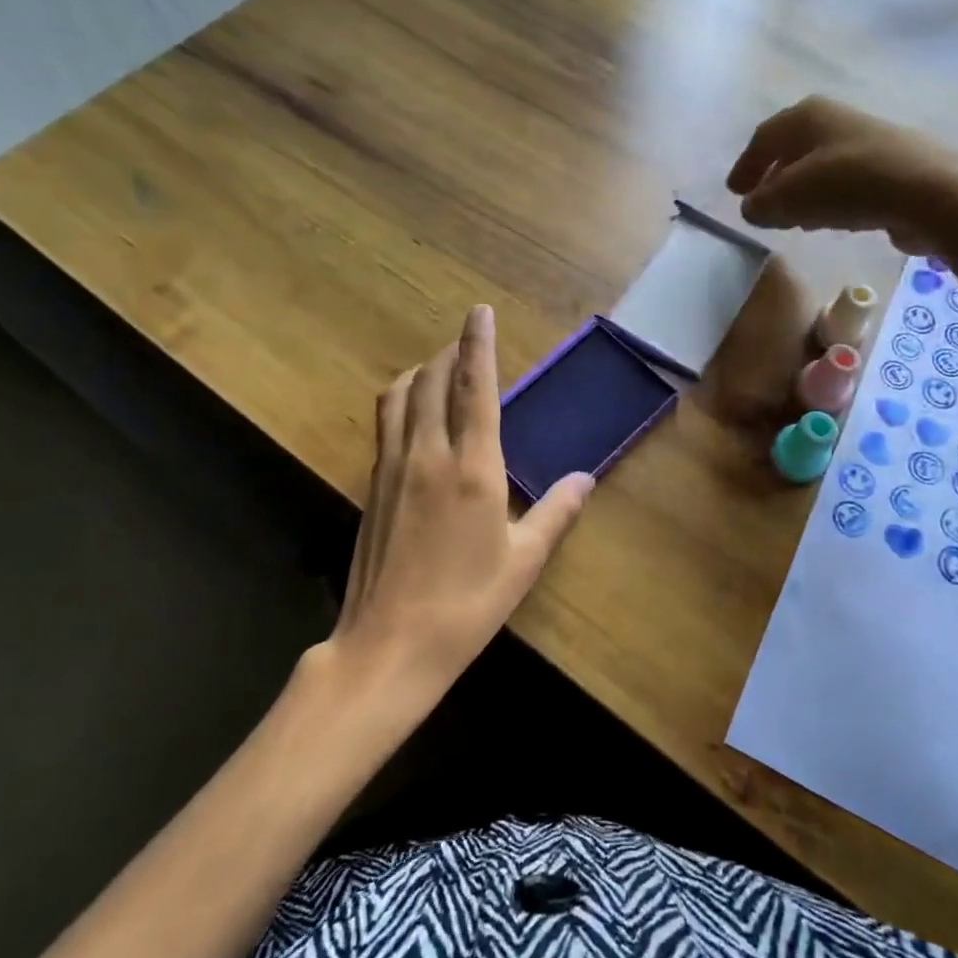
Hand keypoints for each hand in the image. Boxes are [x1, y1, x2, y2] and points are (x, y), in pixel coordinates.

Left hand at [329, 305, 592, 698]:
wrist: (389, 645)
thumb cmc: (466, 604)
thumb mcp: (523, 561)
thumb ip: (556, 513)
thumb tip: (585, 479)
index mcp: (472, 468)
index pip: (475, 388)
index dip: (477, 344)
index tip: (478, 312)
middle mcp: (427, 454)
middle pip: (432, 380)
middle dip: (449, 352)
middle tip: (465, 343)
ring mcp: (392, 468)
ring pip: (399, 396)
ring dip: (419, 372)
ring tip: (437, 370)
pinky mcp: (371, 486)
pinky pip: (385, 424)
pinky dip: (401, 402)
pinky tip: (414, 417)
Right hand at [725, 96, 957, 253]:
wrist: (929, 193)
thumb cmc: (848, 185)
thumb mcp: (788, 197)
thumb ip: (760, 204)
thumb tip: (753, 207)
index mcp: (807, 116)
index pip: (763, 138)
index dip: (745, 166)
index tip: (734, 192)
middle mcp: (836, 120)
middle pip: (793, 148)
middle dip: (773, 176)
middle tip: (760, 202)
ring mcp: (867, 141)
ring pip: (819, 165)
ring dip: (800, 190)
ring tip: (791, 217)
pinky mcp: (891, 167)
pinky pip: (844, 181)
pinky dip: (827, 198)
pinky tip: (828, 220)